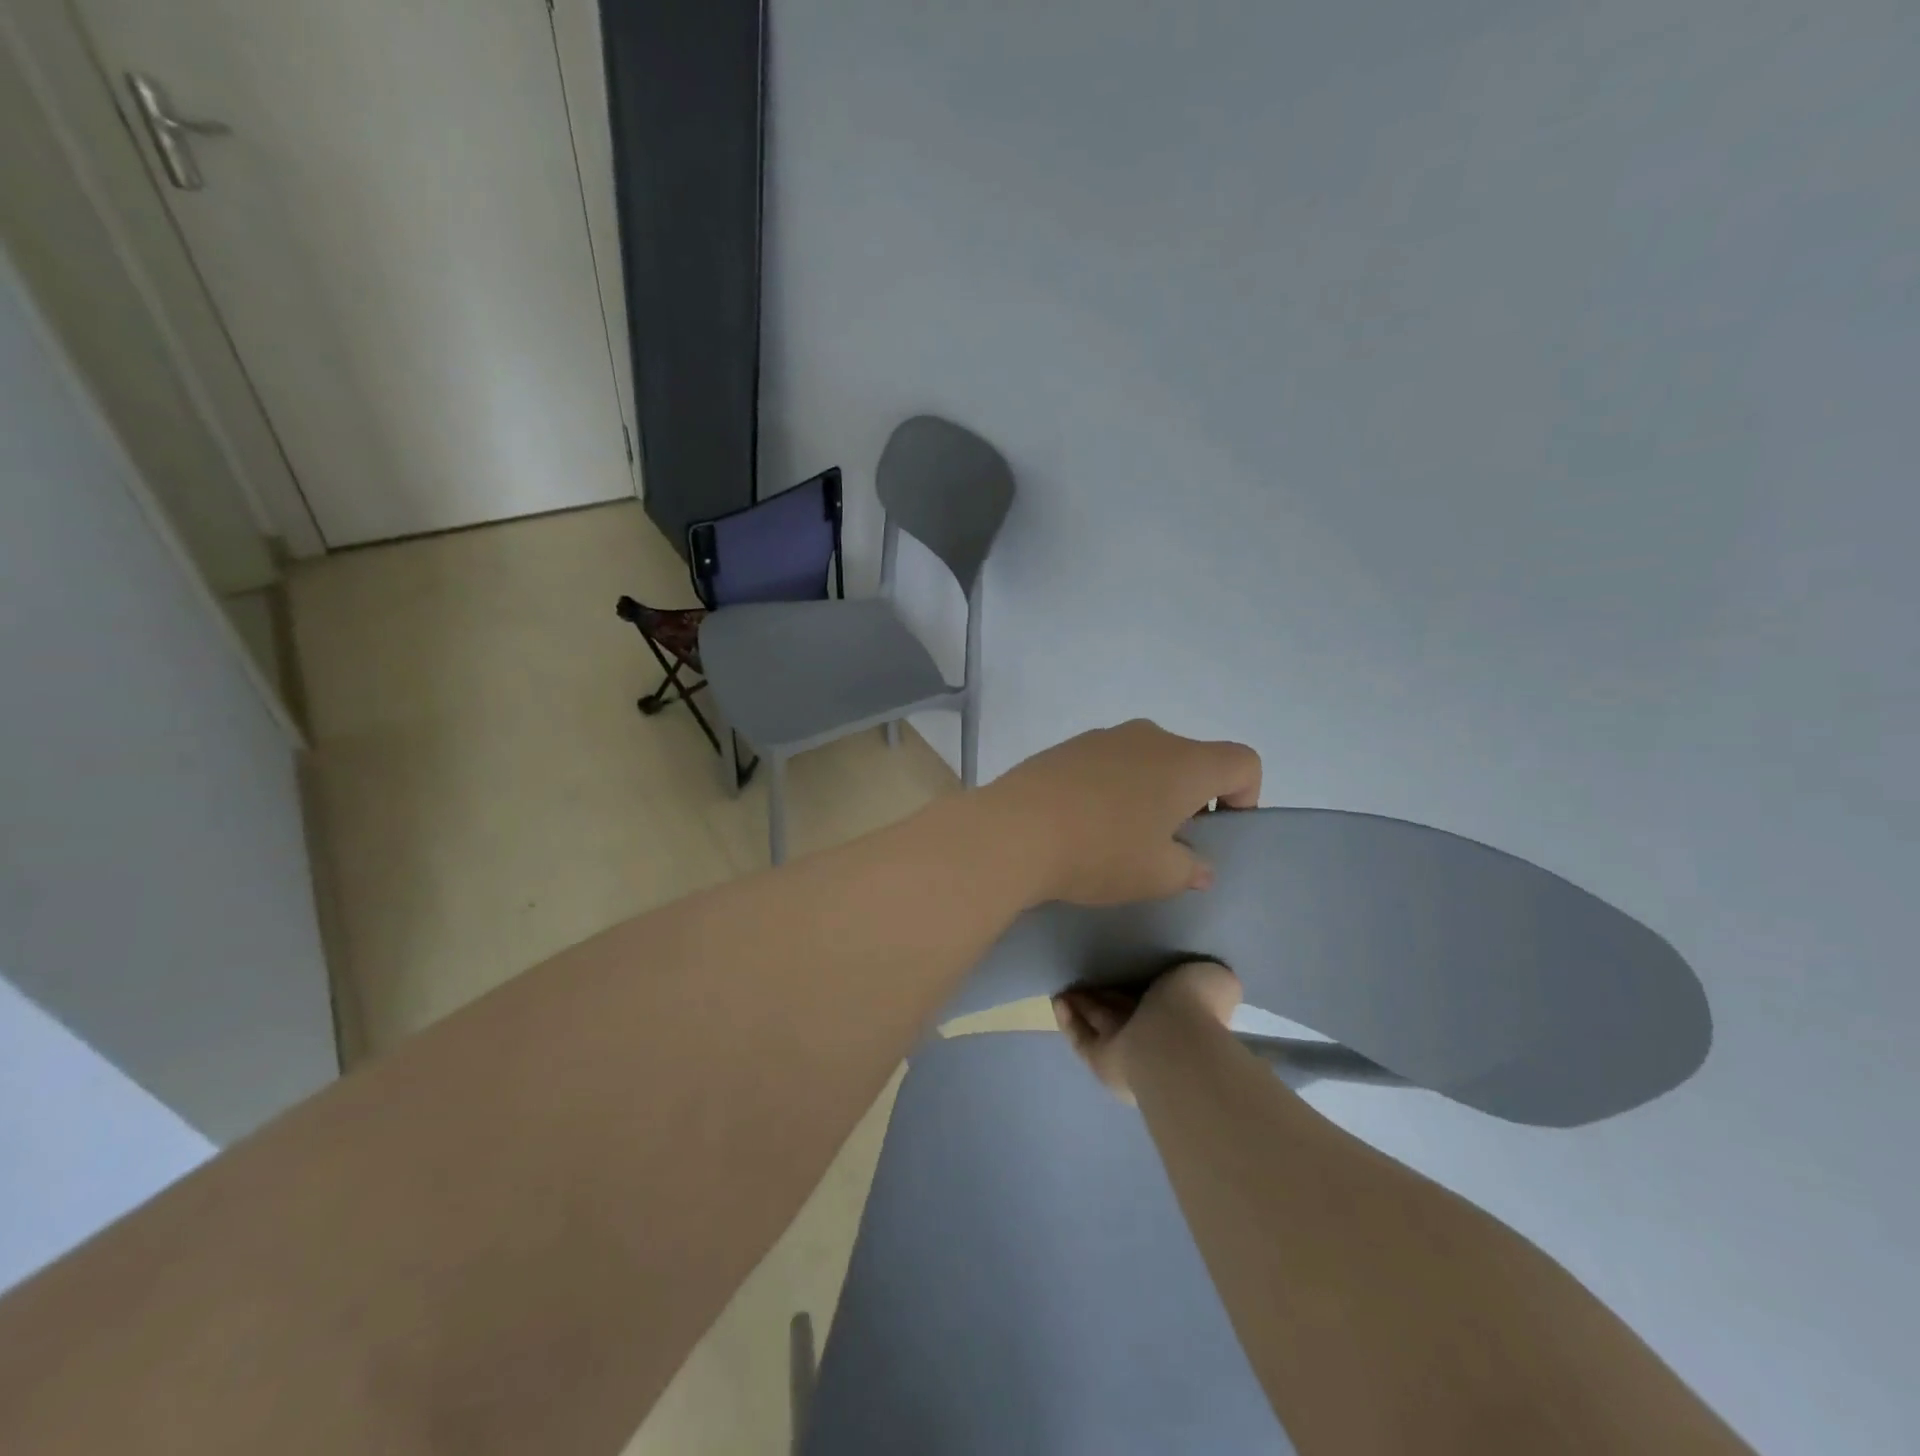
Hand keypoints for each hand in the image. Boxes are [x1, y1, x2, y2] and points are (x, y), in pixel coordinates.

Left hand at [982, 719, 1260, 906]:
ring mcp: (1103, 737)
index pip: (1243, 762)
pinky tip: (1083, 823)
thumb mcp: (1158, 876)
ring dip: (1147, 792)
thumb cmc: (1100, 852)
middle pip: (1192, 760)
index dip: (1244, 797)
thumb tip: (1197, 865)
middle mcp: (1149, 737)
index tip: (1215, 833)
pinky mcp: (1066, 747)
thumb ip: (1190, 868)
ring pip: (1146, 760)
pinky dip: (1110, 787)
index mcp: (1185, 762)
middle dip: (1190, 799)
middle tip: (1166, 844)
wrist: (1014, 831)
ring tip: (1119, 837)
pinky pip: (1107, 764)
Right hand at [1053, 960, 1243, 1102]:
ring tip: (1065, 988)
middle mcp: (1153, 1034)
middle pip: (1123, 1010)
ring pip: (1100, 1024)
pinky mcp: (1102, 1060)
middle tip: (1086, 976)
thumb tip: (1197, 981)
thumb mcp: (1215, 979)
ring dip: (1082, 1007)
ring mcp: (1126, 1050)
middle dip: (1104, 996)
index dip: (1138, 984)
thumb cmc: (1198, 1007)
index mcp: (1182, 1013)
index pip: (1156, 997)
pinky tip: (1057, 1001)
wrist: (1177, 1045)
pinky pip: (1082, 1039)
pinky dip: (1069, 1023)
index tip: (1122, 967)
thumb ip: (1204, 978)